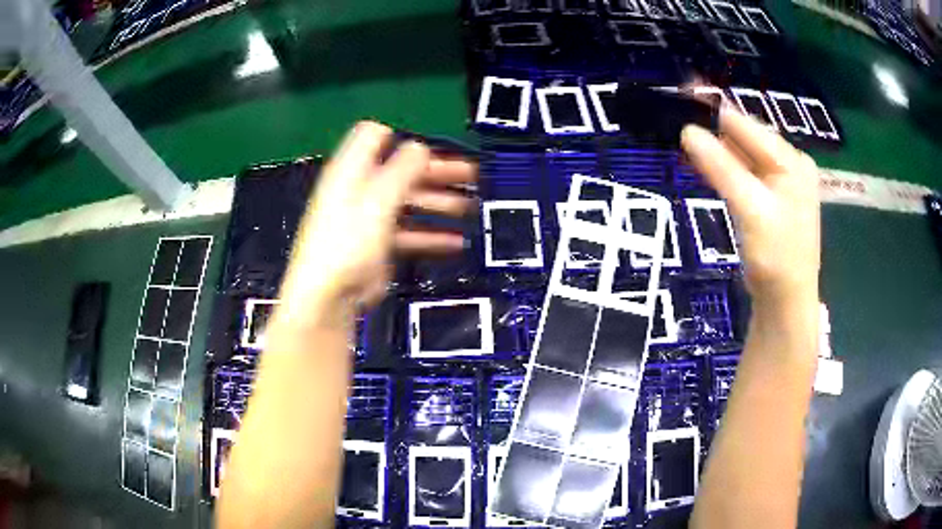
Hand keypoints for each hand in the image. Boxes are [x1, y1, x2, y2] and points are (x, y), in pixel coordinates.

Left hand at [278, 121, 476, 323]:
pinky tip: (456, 240)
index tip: (434, 144)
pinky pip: (410, 231)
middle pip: (401, 169)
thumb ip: (402, 169)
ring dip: (439, 202)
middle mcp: (361, 189)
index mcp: (352, 170)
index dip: (403, 136)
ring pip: (409, 201)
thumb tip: (421, 146)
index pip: (374, 136)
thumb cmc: (349, 241)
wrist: (331, 295)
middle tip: (470, 174)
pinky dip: (432, 234)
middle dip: (436, 170)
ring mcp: (370, 217)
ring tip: (469, 206)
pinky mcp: (379, 244)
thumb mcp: (378, 198)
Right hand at [681, 108, 819, 306]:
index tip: (681, 91)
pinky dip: (725, 167)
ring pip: (744, 154)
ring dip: (716, 147)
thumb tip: (687, 130)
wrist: (786, 302)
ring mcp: (782, 181)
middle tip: (677, 113)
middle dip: (713, 126)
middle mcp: (790, 164)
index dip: (713, 109)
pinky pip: (745, 172)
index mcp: (791, 160)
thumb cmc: (776, 257)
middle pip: (745, 136)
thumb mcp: (751, 209)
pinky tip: (706, 161)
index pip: (747, 125)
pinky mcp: (772, 198)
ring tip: (685, 135)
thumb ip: (722, 167)